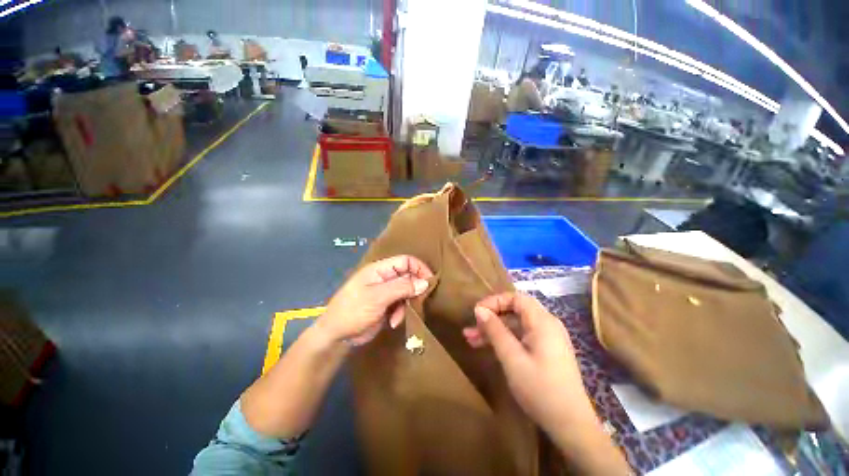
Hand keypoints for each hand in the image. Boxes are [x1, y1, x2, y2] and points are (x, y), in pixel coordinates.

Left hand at [317, 255, 432, 345]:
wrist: (336, 335)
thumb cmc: (353, 310)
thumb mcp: (378, 297)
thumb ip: (402, 287)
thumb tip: (425, 282)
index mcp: (380, 269)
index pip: (405, 261)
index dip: (419, 268)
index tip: (430, 281)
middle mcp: (384, 278)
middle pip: (408, 276)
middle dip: (413, 289)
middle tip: (418, 301)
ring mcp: (385, 292)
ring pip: (406, 292)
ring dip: (406, 304)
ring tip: (398, 316)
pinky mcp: (386, 305)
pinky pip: (401, 305)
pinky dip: (400, 313)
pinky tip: (393, 322)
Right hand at [462, 293, 594, 436]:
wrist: (571, 426)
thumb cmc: (540, 389)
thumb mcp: (512, 358)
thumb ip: (495, 330)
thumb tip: (479, 309)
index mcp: (542, 322)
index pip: (516, 298)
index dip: (494, 301)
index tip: (477, 312)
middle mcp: (547, 325)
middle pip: (515, 311)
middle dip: (491, 318)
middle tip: (471, 328)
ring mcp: (547, 338)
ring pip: (516, 325)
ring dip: (494, 330)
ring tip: (471, 339)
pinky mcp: (545, 351)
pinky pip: (522, 337)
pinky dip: (505, 340)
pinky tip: (488, 347)